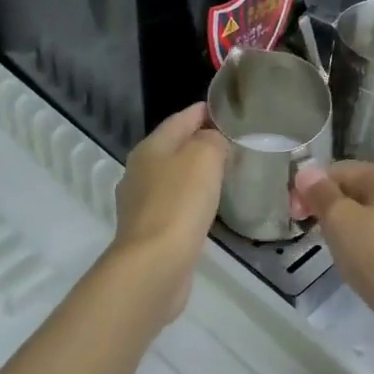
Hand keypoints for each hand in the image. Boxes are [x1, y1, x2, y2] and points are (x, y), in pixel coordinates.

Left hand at [109, 102, 226, 323]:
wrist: (155, 263)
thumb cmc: (179, 203)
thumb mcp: (203, 157)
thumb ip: (212, 140)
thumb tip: (214, 140)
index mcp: (150, 148)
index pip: (179, 119)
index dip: (203, 112)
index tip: (228, 109)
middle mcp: (139, 171)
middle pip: (173, 148)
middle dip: (200, 142)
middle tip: (233, 142)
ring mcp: (141, 203)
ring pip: (173, 178)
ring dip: (196, 174)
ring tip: (226, 173)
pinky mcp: (150, 232)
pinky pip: (175, 206)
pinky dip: (192, 201)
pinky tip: (208, 208)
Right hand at [294, 161, 373, 365]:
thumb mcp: (340, 220)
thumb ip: (321, 193)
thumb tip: (307, 172)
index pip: (342, 170)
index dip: (312, 187)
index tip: (295, 214)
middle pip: (359, 192)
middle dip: (330, 208)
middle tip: (310, 232)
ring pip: (372, 218)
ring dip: (347, 229)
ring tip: (331, 250)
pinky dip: (366, 248)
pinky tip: (356, 266)